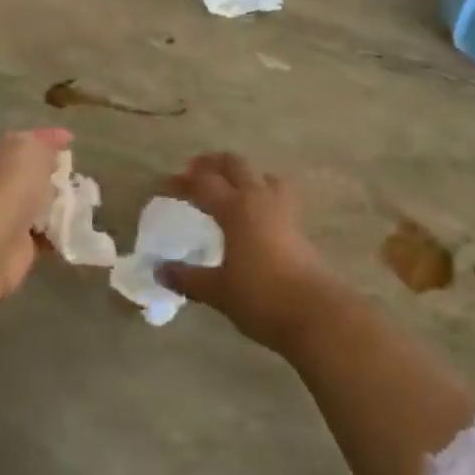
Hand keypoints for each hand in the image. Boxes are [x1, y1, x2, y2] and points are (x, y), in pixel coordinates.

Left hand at [0, 128, 70, 295]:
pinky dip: (61, 232)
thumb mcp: (32, 150)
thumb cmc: (10, 186)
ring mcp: (6, 214)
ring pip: (40, 204)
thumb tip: (50, 153)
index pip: (26, 140)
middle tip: (80, 175)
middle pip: (32, 174)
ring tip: (86, 202)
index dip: (49, 137)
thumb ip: (44, 146)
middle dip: (56, 174)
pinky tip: (78, 228)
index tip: (71, 140)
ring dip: (61, 204)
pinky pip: (46, 234)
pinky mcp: (17, 245)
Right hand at [159, 153, 336, 351]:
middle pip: (234, 164)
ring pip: (259, 173)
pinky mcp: (297, 222)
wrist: (314, 312)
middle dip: (211, 163)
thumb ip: (188, 277)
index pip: (203, 184)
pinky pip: (276, 190)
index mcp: (236, 208)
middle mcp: (259, 197)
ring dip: (239, 172)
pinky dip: (260, 188)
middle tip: (192, 173)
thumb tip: (159, 269)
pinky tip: (255, 209)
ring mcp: (282, 207)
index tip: (164, 186)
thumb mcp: (218, 291)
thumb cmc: (261, 298)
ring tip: (227, 186)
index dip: (181, 183)